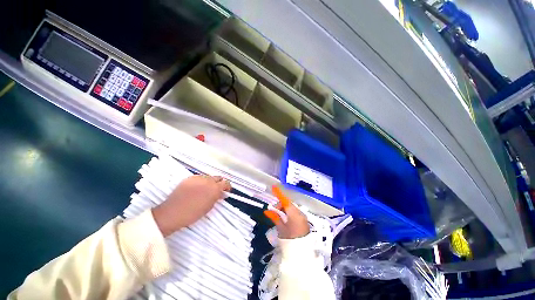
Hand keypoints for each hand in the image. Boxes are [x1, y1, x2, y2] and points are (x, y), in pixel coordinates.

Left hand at [152, 175, 230, 236]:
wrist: (172, 213)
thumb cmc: (193, 213)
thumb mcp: (209, 206)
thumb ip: (217, 197)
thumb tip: (222, 193)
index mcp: (214, 188)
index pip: (226, 183)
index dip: (227, 186)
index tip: (227, 191)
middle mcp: (208, 180)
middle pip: (218, 177)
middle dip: (219, 183)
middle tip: (217, 190)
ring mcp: (198, 178)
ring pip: (208, 177)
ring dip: (210, 182)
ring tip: (206, 189)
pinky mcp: (190, 178)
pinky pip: (199, 177)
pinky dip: (201, 181)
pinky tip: (197, 188)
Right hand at [264, 187, 309, 238]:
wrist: (302, 251)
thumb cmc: (290, 239)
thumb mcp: (281, 228)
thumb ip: (275, 217)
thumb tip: (267, 210)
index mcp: (293, 213)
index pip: (284, 200)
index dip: (279, 193)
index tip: (273, 187)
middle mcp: (299, 212)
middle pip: (288, 203)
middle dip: (280, 205)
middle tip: (274, 212)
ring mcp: (302, 216)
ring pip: (291, 207)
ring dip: (284, 209)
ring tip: (279, 217)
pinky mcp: (303, 219)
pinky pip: (295, 212)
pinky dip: (289, 213)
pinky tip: (285, 219)